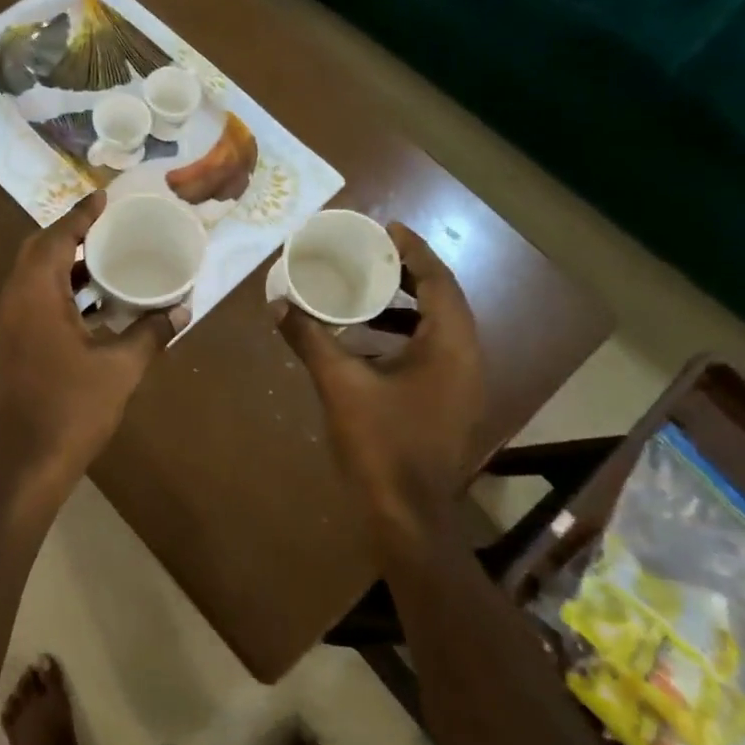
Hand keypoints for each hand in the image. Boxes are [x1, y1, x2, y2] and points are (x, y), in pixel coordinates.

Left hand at [0, 192, 177, 506]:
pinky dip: (60, 289)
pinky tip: (93, 301)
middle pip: (38, 251)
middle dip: (70, 233)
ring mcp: (8, 324)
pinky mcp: (11, 344)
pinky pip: (33, 299)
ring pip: (33, 277)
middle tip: (106, 224)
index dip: (80, 215)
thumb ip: (151, 333)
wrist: (26, 462)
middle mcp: (14, 301)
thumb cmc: (73, 409)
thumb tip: (181, 310)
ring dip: (64, 262)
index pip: (56, 238)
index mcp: (36, 295)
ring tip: (104, 255)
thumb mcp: (120, 368)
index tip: (104, 196)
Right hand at [276, 223, 484, 529]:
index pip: (439, 281)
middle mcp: (465, 358)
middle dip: (407, 274)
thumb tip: (278, 304)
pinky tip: (363, 345)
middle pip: (442, 300)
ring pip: (437, 328)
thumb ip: (309, 339)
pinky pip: (430, 353)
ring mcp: (461, 384)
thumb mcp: (339, 385)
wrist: (408, 517)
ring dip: (403, 307)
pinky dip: (402, 337)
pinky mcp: (448, 403)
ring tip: (362, 293)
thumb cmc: (381, 445)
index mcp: (449, 346)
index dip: (414, 250)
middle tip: (370, 255)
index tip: (386, 228)